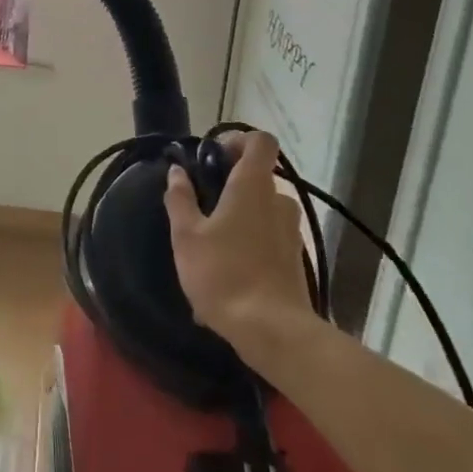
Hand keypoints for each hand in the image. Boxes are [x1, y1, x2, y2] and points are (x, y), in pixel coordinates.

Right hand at [164, 131, 317, 364]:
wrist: (272, 331)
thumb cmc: (223, 274)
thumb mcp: (187, 236)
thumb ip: (180, 199)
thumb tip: (176, 172)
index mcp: (253, 186)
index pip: (260, 141)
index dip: (238, 140)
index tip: (214, 156)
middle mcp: (278, 202)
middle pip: (260, 176)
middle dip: (232, 183)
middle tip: (203, 203)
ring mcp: (291, 232)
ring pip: (265, 209)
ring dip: (242, 215)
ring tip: (214, 240)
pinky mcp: (296, 260)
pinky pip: (270, 237)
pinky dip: (251, 242)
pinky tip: (229, 270)